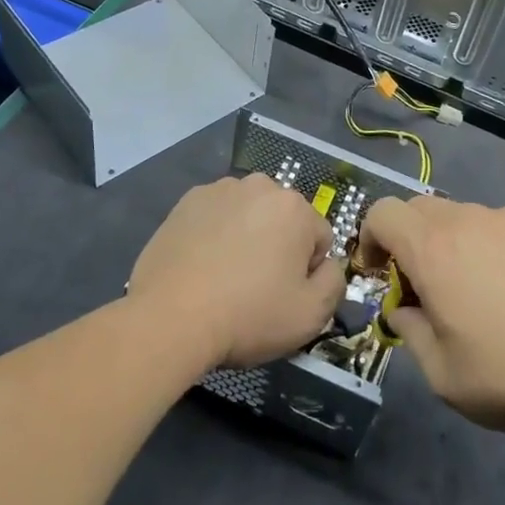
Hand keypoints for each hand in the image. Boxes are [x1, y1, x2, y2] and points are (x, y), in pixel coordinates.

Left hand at [130, 174, 345, 370]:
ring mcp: (219, 190)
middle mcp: (260, 186)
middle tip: (255, 288)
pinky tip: (201, 267)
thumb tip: (327, 266)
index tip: (283, 297)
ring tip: (224, 279)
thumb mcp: (311, 315)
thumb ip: (334, 283)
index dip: (307, 273)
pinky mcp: (186, 202)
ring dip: (246, 238)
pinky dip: (214, 235)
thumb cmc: (248, 315)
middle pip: (283, 221)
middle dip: (277, 248)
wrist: (170, 317)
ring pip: (248, 216)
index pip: (319, 239)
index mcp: (295, 207)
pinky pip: (215, 218)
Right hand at [359, 196, 504, 435]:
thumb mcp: (443, 374)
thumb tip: (403, 310)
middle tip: (423, 288)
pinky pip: (497, 226)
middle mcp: (466, 221)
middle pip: (418, 209)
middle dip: (407, 241)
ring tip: (474, 292)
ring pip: (460, 216)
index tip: (379, 273)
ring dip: (449, 243)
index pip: (383, 212)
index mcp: (433, 250)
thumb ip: (410, 333)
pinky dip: (488, 246)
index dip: (370, 237)